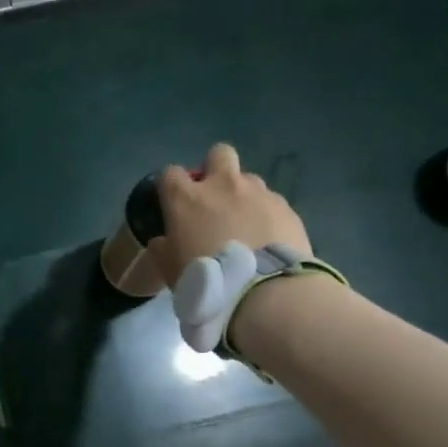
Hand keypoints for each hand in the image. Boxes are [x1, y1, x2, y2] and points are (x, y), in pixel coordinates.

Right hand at [147, 143, 311, 283]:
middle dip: (215, 169)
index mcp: (186, 199)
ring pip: (249, 179)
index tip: (172, 203)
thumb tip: (161, 242)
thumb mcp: (169, 271)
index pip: (169, 173)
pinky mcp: (286, 208)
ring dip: (243, 195)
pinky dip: (267, 215)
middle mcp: (223, 186)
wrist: (262, 292)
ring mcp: (259, 193)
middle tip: (214, 198)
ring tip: (245, 224)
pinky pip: (272, 203)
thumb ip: (161, 250)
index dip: (170, 185)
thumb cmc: (205, 279)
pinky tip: (267, 239)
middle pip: (218, 154)